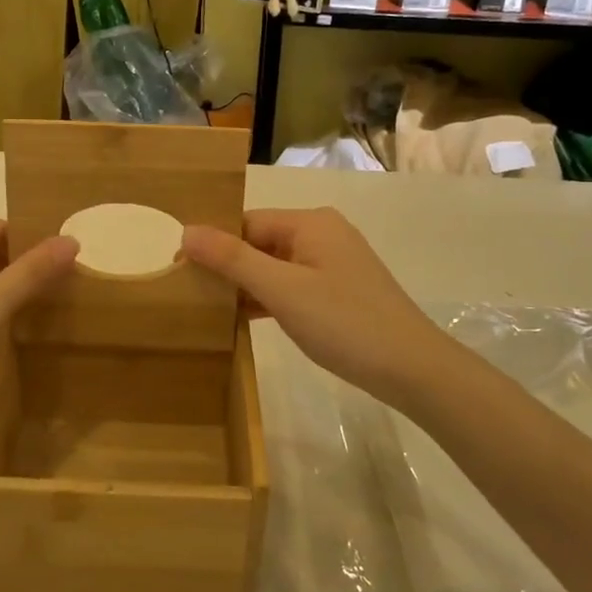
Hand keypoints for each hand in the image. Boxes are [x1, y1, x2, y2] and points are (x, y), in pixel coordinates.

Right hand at [181, 207, 462, 408]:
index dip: (212, 244)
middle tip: (187, 292)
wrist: (413, 369)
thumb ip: (233, 259)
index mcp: (309, 223)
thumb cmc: (344, 323)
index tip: (178, 270)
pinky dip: (268, 299)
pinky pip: (291, 285)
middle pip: (260, 242)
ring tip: (206, 308)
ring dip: (245, 285)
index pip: (246, 222)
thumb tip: (186, 230)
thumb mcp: (282, 290)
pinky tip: (242, 319)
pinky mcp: (338, 291)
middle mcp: (322, 234)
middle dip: (227, 266)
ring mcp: (332, 263)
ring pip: (274, 266)